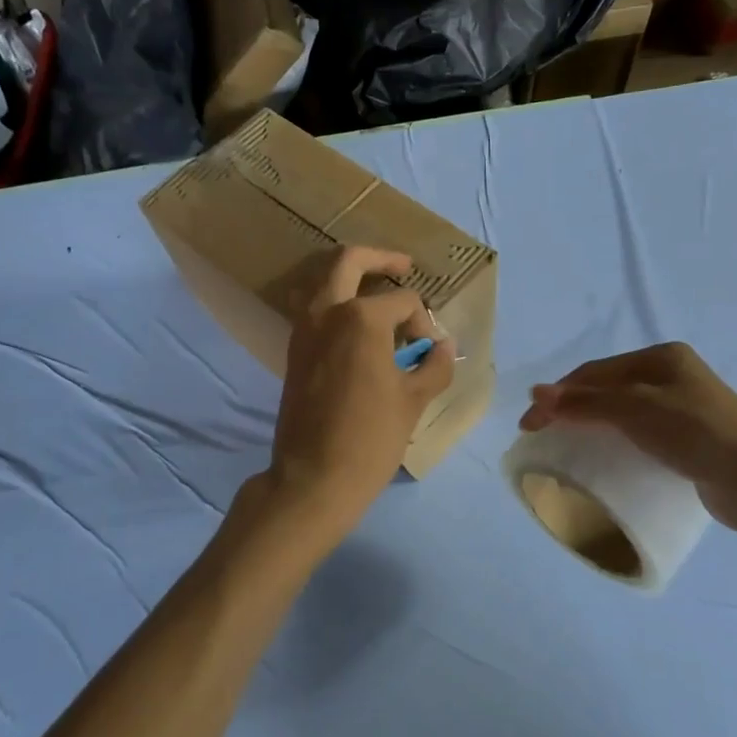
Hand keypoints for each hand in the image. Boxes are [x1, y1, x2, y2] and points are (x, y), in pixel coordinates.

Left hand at [265, 246, 455, 543]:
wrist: (313, 477)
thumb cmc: (371, 438)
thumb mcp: (414, 400)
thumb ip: (435, 365)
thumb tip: (443, 346)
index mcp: (361, 317)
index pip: (403, 301)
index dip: (424, 322)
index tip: (429, 351)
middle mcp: (327, 311)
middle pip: (349, 261)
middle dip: (380, 258)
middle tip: (403, 266)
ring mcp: (303, 328)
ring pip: (324, 280)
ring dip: (351, 277)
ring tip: (379, 293)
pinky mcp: (293, 349)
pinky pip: (314, 308)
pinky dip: (335, 303)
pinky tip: (358, 326)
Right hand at [519, 343, 736, 533]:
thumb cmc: (696, 432)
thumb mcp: (635, 409)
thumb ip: (585, 402)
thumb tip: (534, 393)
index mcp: (661, 357)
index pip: (595, 372)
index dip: (558, 395)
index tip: (529, 425)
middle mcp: (672, 377)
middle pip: (608, 390)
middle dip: (572, 409)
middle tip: (542, 436)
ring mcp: (684, 409)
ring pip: (624, 414)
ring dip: (592, 427)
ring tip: (567, 448)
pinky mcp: (690, 441)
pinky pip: (641, 436)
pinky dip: (616, 443)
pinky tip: (606, 459)